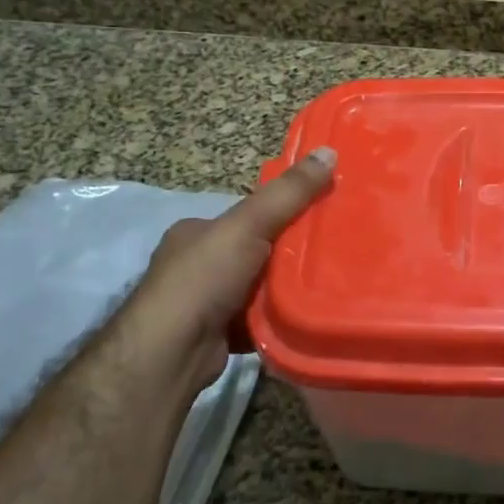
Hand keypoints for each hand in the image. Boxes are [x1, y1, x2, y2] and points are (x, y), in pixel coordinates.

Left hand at [130, 148, 336, 388]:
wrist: (172, 352)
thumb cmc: (205, 278)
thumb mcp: (248, 224)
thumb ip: (288, 193)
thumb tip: (329, 151)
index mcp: (197, 231)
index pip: (248, 215)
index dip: (284, 213)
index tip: (321, 215)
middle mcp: (198, 264)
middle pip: (257, 251)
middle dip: (289, 254)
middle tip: (331, 253)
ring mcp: (206, 302)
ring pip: (260, 287)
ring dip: (286, 289)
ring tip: (328, 284)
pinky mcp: (218, 335)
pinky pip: (259, 319)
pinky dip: (278, 319)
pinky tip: (305, 316)